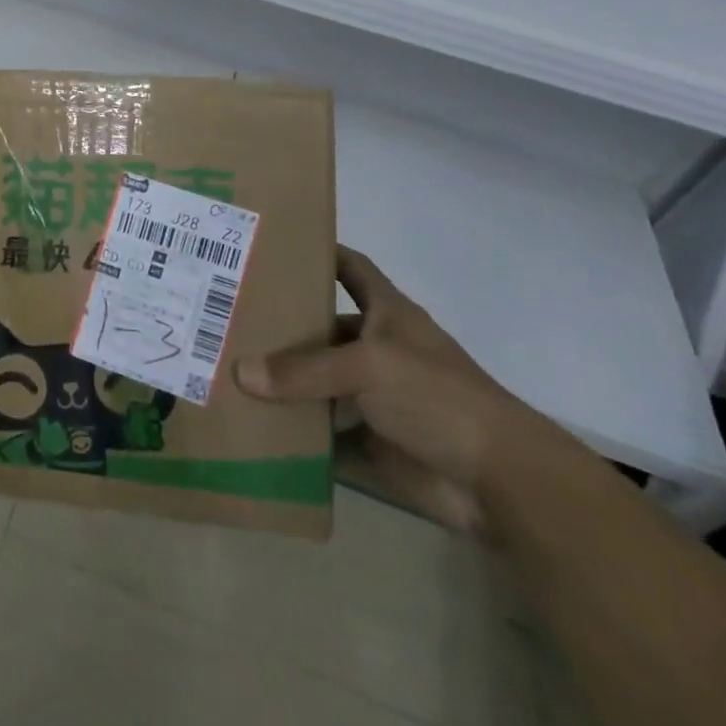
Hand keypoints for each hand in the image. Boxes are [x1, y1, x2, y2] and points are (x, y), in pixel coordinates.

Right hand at [234, 246, 569, 534]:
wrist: (497, 481)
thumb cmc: (437, 396)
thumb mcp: (368, 367)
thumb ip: (304, 370)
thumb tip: (240, 374)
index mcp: (387, 314)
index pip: (351, 268)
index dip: (320, 252)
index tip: (273, 244)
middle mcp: (377, 349)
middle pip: (323, 326)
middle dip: (282, 323)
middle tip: (227, 314)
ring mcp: (373, 396)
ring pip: (317, 380)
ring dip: (282, 379)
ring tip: (227, 366)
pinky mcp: (369, 439)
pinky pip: (322, 430)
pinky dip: (294, 429)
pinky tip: (251, 421)